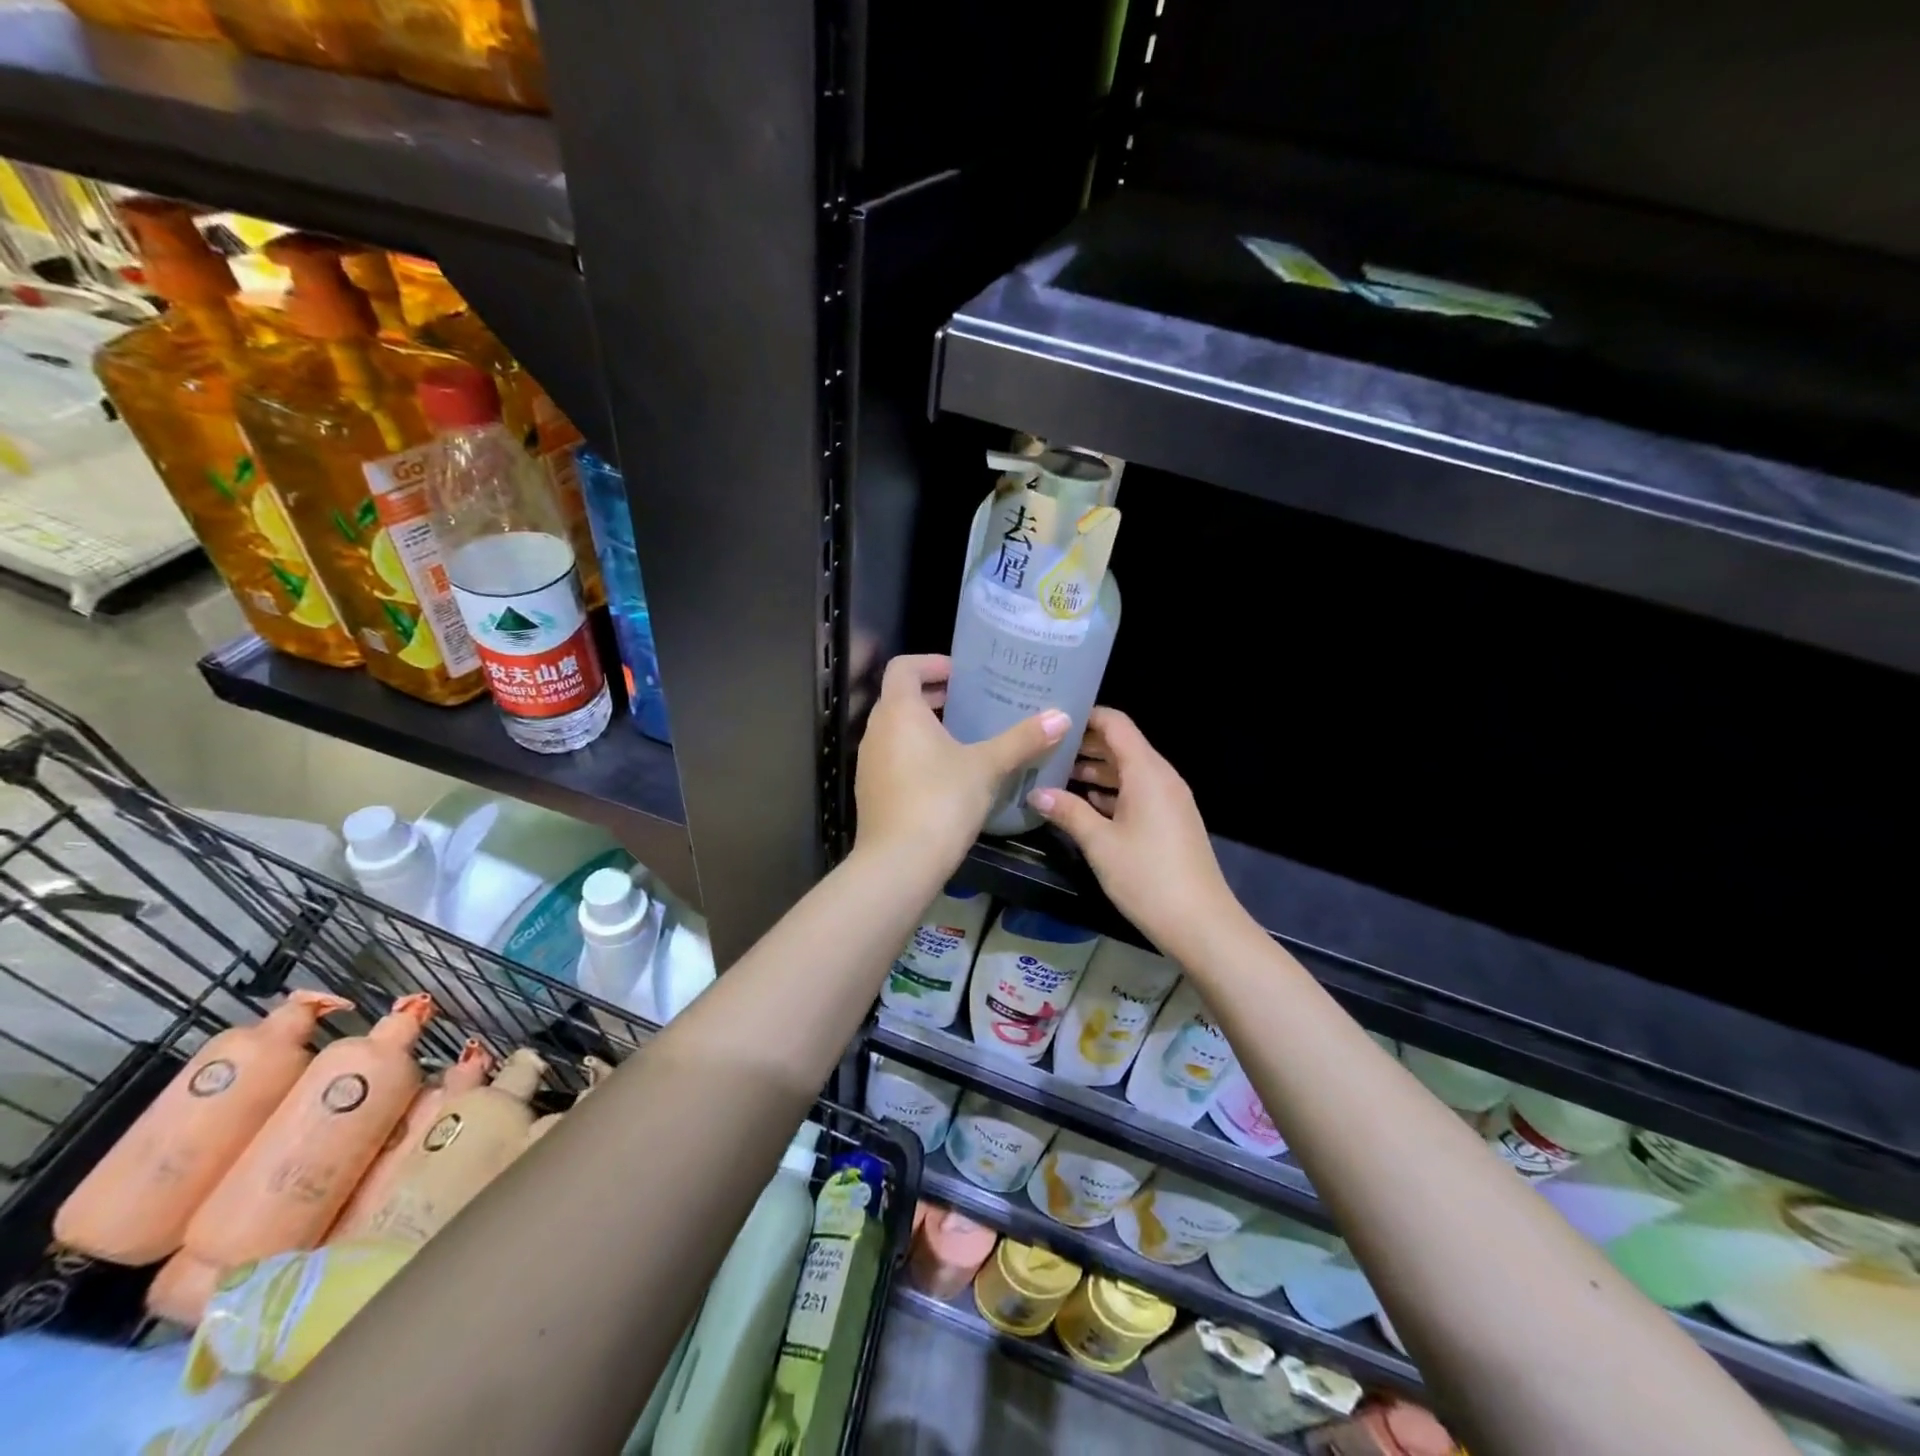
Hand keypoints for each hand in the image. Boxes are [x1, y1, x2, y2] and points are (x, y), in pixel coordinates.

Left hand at [855, 654, 1070, 875]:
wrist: (899, 864)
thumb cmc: (941, 801)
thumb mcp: (987, 767)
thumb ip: (1023, 739)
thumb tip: (1062, 717)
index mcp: (899, 711)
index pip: (904, 667)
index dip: (932, 663)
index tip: (962, 674)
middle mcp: (876, 730)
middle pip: (900, 698)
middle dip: (935, 696)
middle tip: (973, 703)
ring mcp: (869, 763)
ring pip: (896, 730)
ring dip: (926, 727)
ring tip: (965, 737)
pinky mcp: (871, 791)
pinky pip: (894, 758)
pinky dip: (916, 754)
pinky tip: (947, 775)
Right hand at [1028, 707, 1243, 962]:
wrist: (1201, 923)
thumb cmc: (1147, 876)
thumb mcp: (1099, 843)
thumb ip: (1068, 812)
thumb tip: (1036, 793)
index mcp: (1147, 772)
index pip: (1116, 724)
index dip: (1086, 715)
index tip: (1053, 718)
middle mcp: (1162, 777)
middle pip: (1122, 745)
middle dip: (1085, 744)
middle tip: (1045, 747)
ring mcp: (1169, 800)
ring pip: (1129, 771)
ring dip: (1096, 770)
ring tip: (1056, 774)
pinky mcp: (1171, 822)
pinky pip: (1138, 792)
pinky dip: (1112, 791)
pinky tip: (1085, 803)